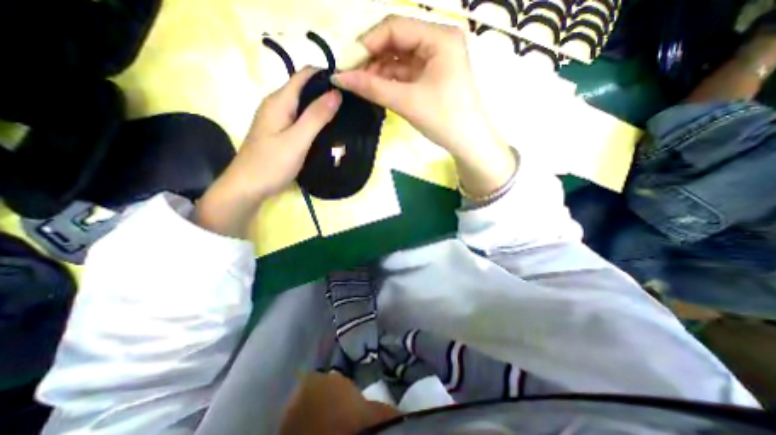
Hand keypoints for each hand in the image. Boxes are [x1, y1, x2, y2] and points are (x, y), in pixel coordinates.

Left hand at [196, 68, 339, 236]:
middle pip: (305, 90)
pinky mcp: (280, 133)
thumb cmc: (271, 164)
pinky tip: (327, 130)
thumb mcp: (297, 140)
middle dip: (327, 93)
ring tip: (344, 117)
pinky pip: (301, 120)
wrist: (247, 188)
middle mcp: (277, 105)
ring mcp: (278, 120)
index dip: (326, 76)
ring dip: (323, 108)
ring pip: (304, 106)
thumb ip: (316, 117)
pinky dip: (315, 121)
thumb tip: (336, 93)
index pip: (305, 75)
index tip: (349, 87)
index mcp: (279, 101)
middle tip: (351, 105)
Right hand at [332, 16, 513, 197]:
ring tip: (361, 86)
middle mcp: (438, 42)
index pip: (395, 27)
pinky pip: (406, 73)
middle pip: (396, 41)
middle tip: (351, 78)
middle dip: (372, 59)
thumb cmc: (443, 119)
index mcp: (439, 37)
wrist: (468, 143)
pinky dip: (390, 80)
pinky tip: (376, 89)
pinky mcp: (432, 77)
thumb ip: (372, 87)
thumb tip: (338, 78)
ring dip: (379, 71)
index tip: (346, 64)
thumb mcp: (407, 101)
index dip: (367, 43)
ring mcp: (435, 61)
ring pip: (399, 59)